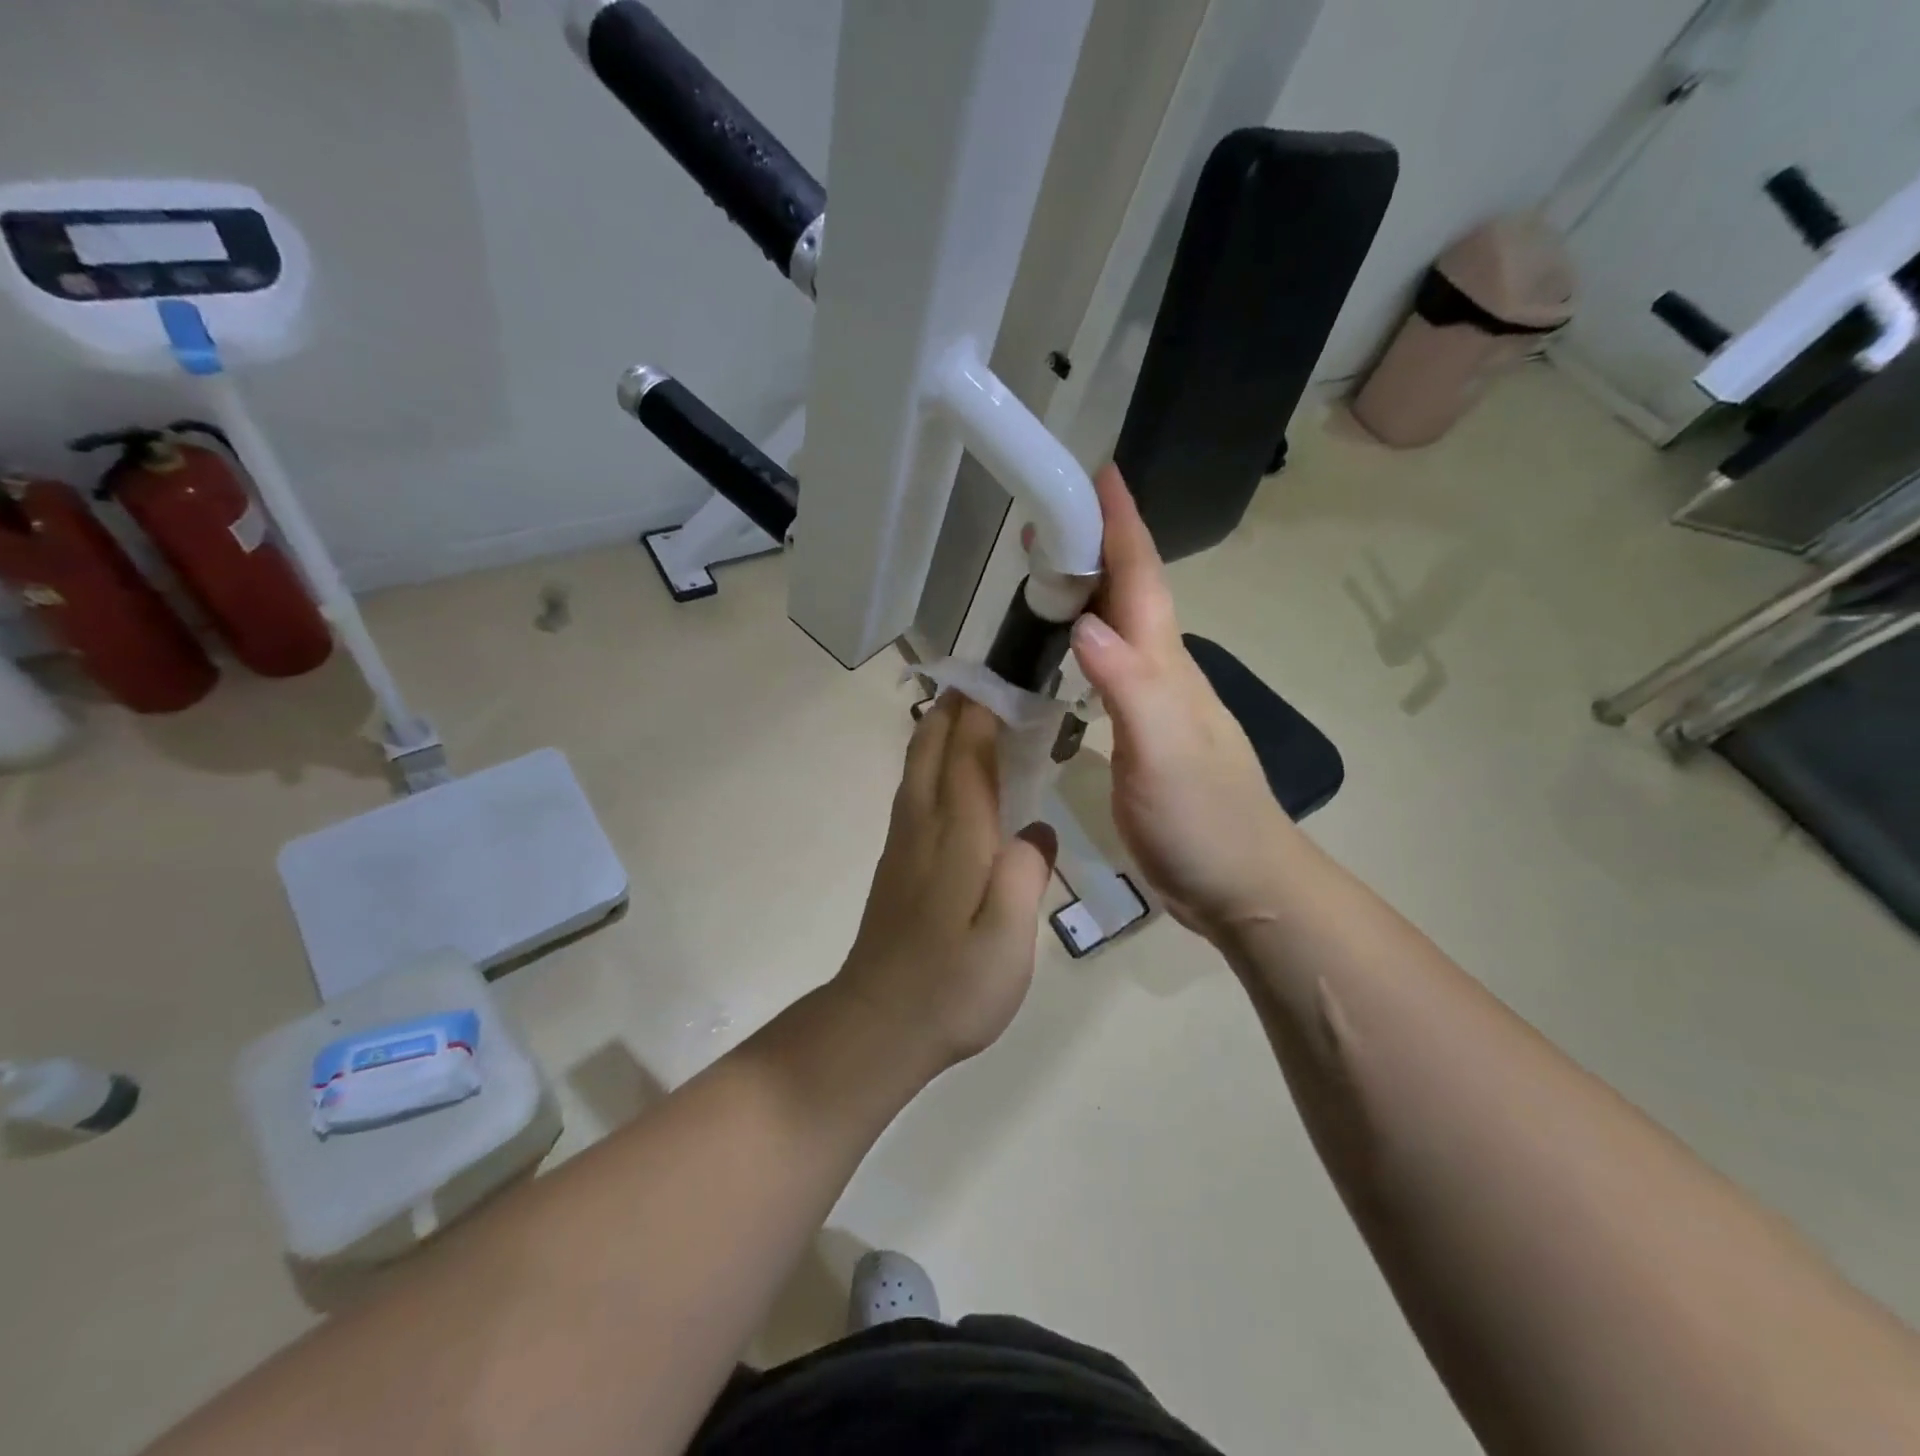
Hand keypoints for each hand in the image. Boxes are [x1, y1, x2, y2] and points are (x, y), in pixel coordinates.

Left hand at [836, 694, 1058, 1068]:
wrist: (877, 1025)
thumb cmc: (952, 986)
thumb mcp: (1008, 938)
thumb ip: (1025, 874)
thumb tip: (1036, 828)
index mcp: (956, 835)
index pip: (967, 751)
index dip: (984, 709)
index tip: (1006, 673)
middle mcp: (924, 824)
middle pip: (933, 745)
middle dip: (959, 705)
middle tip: (994, 678)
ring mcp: (904, 842)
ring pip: (918, 764)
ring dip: (942, 727)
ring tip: (975, 708)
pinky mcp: (897, 862)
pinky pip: (915, 789)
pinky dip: (934, 760)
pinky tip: (953, 772)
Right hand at [1069, 464, 1294, 938]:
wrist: (1240, 883)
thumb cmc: (1205, 818)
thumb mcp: (1165, 751)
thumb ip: (1128, 686)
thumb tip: (1084, 622)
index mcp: (1166, 665)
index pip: (1142, 578)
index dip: (1121, 524)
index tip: (1097, 471)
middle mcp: (1162, 672)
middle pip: (1131, 593)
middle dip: (1095, 545)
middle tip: (1046, 517)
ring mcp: (1154, 704)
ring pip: (1119, 627)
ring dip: (1088, 590)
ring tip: (1045, 570)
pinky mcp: (1140, 734)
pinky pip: (1109, 668)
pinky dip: (1084, 641)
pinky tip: (1065, 647)